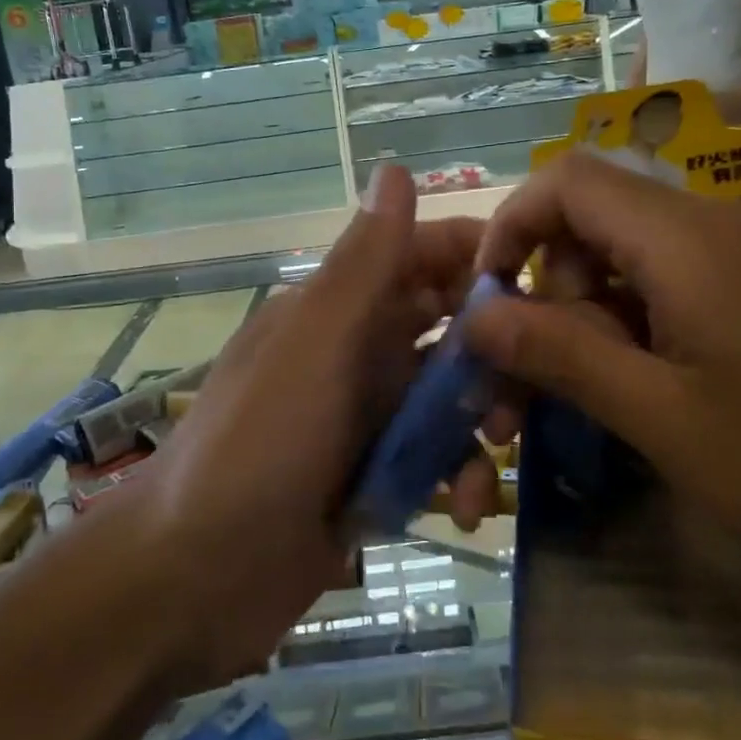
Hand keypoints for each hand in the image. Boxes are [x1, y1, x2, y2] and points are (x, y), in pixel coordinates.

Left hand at [125, 165, 498, 690]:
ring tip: (494, 459)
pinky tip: (462, 508)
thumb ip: (363, 262)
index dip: (483, 261)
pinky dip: (457, 477)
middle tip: (524, 393)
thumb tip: (396, 166)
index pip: (425, 256)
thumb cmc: (258, 442)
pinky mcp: (379, 475)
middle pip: (453, 330)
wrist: (196, 573)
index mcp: (343, 308)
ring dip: (482, 425)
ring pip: (453, 399)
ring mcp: (371, 417)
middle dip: (496, 356)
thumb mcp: (315, 342)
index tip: (544, 287)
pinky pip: (438, 460)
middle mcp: (361, 352)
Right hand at [463, 151, 740, 591]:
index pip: (568, 179)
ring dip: (586, 312)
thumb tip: (475, 314)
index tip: (491, 297)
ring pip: (626, 253)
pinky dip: (629, 321)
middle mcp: (714, 224)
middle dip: (549, 286)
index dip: (513, 224)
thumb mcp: (659, 416)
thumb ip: (560, 353)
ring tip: (588, 392)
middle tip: (542, 373)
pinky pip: (667, 280)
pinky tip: (641, 385)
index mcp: (687, 240)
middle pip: (593, 218)